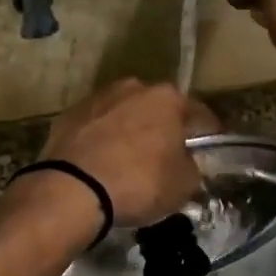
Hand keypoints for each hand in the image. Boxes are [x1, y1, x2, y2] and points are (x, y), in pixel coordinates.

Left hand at [38, 79, 204, 227]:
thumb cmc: (139, 182)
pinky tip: (99, 162)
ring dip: (128, 130)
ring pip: (122, 113)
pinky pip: (94, 127)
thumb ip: (191, 166)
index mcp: (166, 98)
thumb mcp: (183, 184)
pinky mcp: (68, 114)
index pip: (198, 113)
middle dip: (162, 127)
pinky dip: (99, 139)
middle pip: (156, 108)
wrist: (72, 188)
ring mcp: (96, 98)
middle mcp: (132, 88)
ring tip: (127, 159)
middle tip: (164, 155)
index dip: (206, 133)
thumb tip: (185, 161)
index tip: (207, 149)